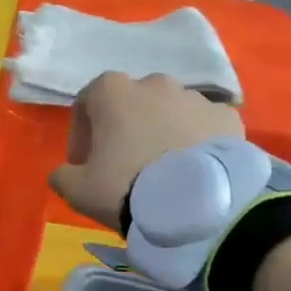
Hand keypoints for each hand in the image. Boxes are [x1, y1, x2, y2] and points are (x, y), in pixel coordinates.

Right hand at [49, 72, 245, 230]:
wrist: (197, 206)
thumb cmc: (126, 186)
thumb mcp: (77, 189)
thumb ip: (62, 175)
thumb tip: (64, 172)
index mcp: (113, 91)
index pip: (88, 101)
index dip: (82, 133)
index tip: (85, 163)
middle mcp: (154, 83)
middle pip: (132, 103)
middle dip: (126, 128)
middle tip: (125, 165)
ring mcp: (195, 98)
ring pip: (170, 112)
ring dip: (162, 133)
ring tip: (165, 171)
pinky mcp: (228, 118)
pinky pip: (204, 127)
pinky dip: (197, 141)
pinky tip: (194, 171)